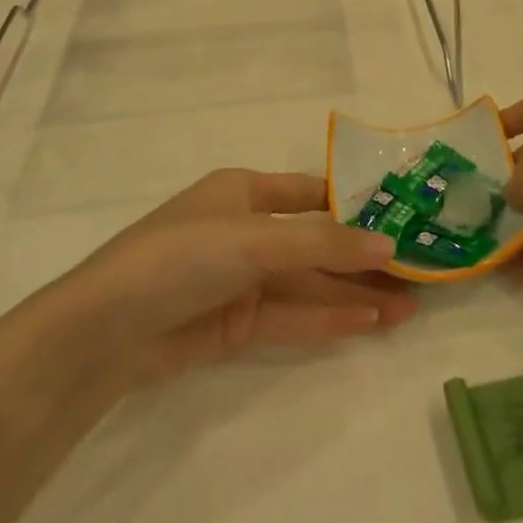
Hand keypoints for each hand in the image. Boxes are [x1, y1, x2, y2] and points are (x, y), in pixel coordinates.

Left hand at [58, 169, 417, 387]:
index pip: (312, 193)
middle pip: (317, 243)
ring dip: (355, 294)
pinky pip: (293, 316)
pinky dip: (329, 320)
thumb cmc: (180, 257)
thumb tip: (388, 244)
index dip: (356, 206)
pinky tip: (370, 323)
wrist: (104, 331)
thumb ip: (322, 243)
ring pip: (310, 283)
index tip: (403, 218)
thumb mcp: (253, 239)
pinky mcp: (237, 324)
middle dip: (363, 258)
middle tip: (418, 273)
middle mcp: (247, 230)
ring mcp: (242, 279)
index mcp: (244, 191)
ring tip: (409, 307)